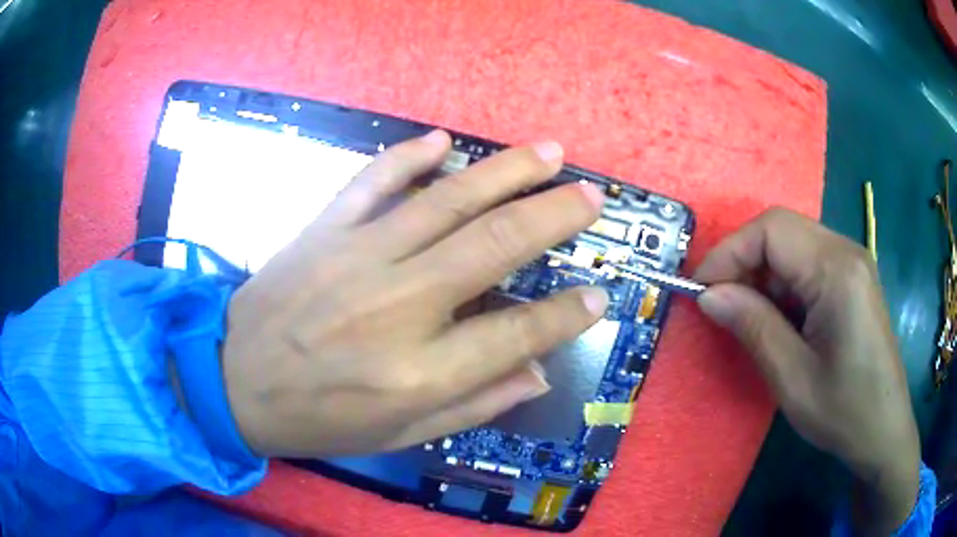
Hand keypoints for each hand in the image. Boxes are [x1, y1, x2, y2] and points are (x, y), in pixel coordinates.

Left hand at [222, 131, 607, 456]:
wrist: (232, 382)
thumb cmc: (318, 420)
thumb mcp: (399, 435)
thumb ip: (474, 405)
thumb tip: (537, 374)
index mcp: (419, 371)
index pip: (517, 332)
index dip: (568, 314)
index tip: (599, 294)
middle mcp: (397, 305)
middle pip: (495, 245)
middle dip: (554, 216)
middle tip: (591, 196)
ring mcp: (356, 257)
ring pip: (446, 200)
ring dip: (505, 172)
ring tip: (549, 153)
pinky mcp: (322, 231)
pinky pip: (372, 181)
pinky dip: (408, 156)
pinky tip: (442, 140)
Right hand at [694, 208, 919, 534]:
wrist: (883, 429)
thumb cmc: (843, 411)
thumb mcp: (792, 379)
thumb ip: (753, 327)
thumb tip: (708, 296)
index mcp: (837, 271)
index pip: (772, 230)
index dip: (729, 252)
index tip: (700, 290)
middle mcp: (847, 251)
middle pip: (781, 229)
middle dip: (743, 260)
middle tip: (720, 304)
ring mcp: (853, 262)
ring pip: (793, 243)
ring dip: (762, 273)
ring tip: (747, 315)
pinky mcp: (853, 278)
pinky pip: (808, 262)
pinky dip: (783, 282)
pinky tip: (780, 318)